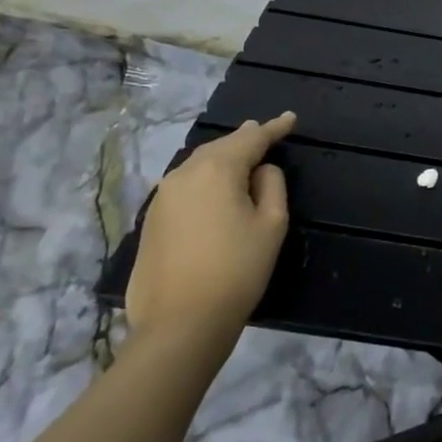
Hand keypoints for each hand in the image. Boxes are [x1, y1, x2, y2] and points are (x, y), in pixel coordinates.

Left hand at [126, 113, 294, 349]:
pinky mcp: (150, 221)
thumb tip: (261, 170)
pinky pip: (185, 186)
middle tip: (265, 134)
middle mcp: (184, 174)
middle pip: (220, 147)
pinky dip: (204, 181)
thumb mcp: (272, 224)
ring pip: (198, 165)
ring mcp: (162, 197)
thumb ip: (272, 185)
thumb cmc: (237, 270)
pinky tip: (214, 191)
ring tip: (242, 159)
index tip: (290, 118)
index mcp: (218, 169)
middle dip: (244, 140)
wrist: (180, 324)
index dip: (273, 128)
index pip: (251, 138)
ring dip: (222, 160)